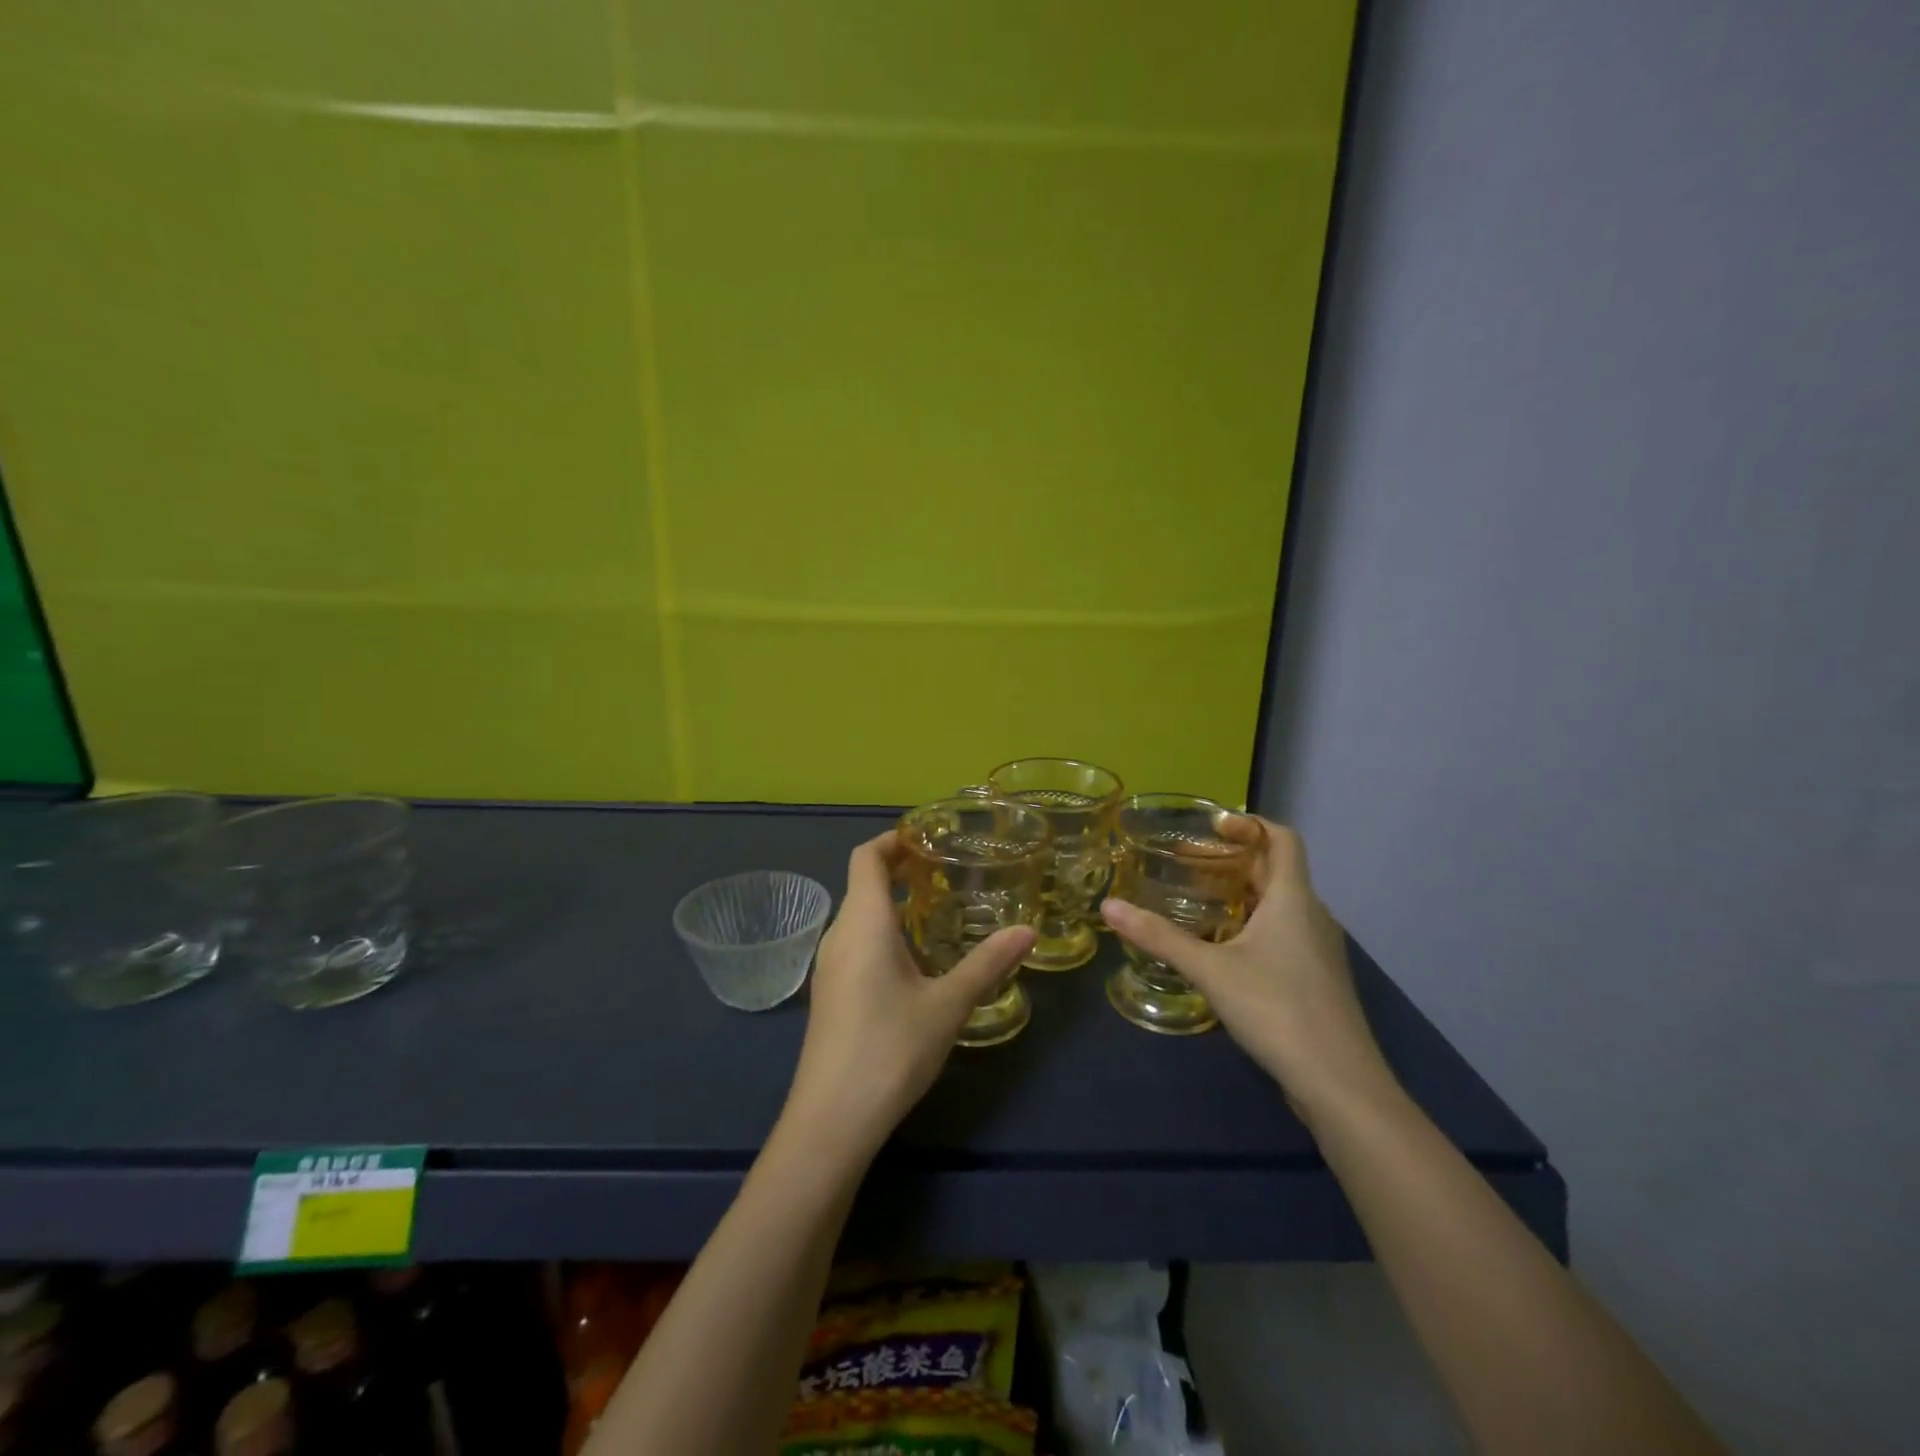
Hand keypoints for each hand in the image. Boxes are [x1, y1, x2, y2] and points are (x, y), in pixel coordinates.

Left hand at [783, 831, 1035, 1161]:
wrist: (831, 1121)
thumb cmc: (890, 1049)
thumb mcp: (948, 1005)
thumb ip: (988, 964)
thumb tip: (1027, 931)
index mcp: (863, 923)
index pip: (867, 857)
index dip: (893, 839)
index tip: (928, 837)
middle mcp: (838, 935)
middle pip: (862, 884)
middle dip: (900, 870)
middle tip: (946, 871)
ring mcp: (828, 967)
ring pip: (858, 916)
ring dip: (891, 903)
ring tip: (936, 911)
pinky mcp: (828, 995)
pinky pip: (854, 944)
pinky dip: (882, 933)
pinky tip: (912, 961)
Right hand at [1100, 819, 1395, 1122]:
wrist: (1340, 1084)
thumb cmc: (1277, 1010)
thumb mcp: (1210, 970)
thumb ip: (1159, 937)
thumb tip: (1108, 906)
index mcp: (1294, 899)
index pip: (1283, 838)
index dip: (1251, 824)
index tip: (1212, 826)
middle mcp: (1313, 915)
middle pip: (1277, 870)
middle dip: (1234, 860)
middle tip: (1187, 863)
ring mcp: (1320, 949)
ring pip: (1281, 904)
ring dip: (1244, 893)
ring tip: (1199, 901)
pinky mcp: (1318, 979)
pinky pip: (1285, 933)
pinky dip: (1254, 924)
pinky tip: (1224, 948)